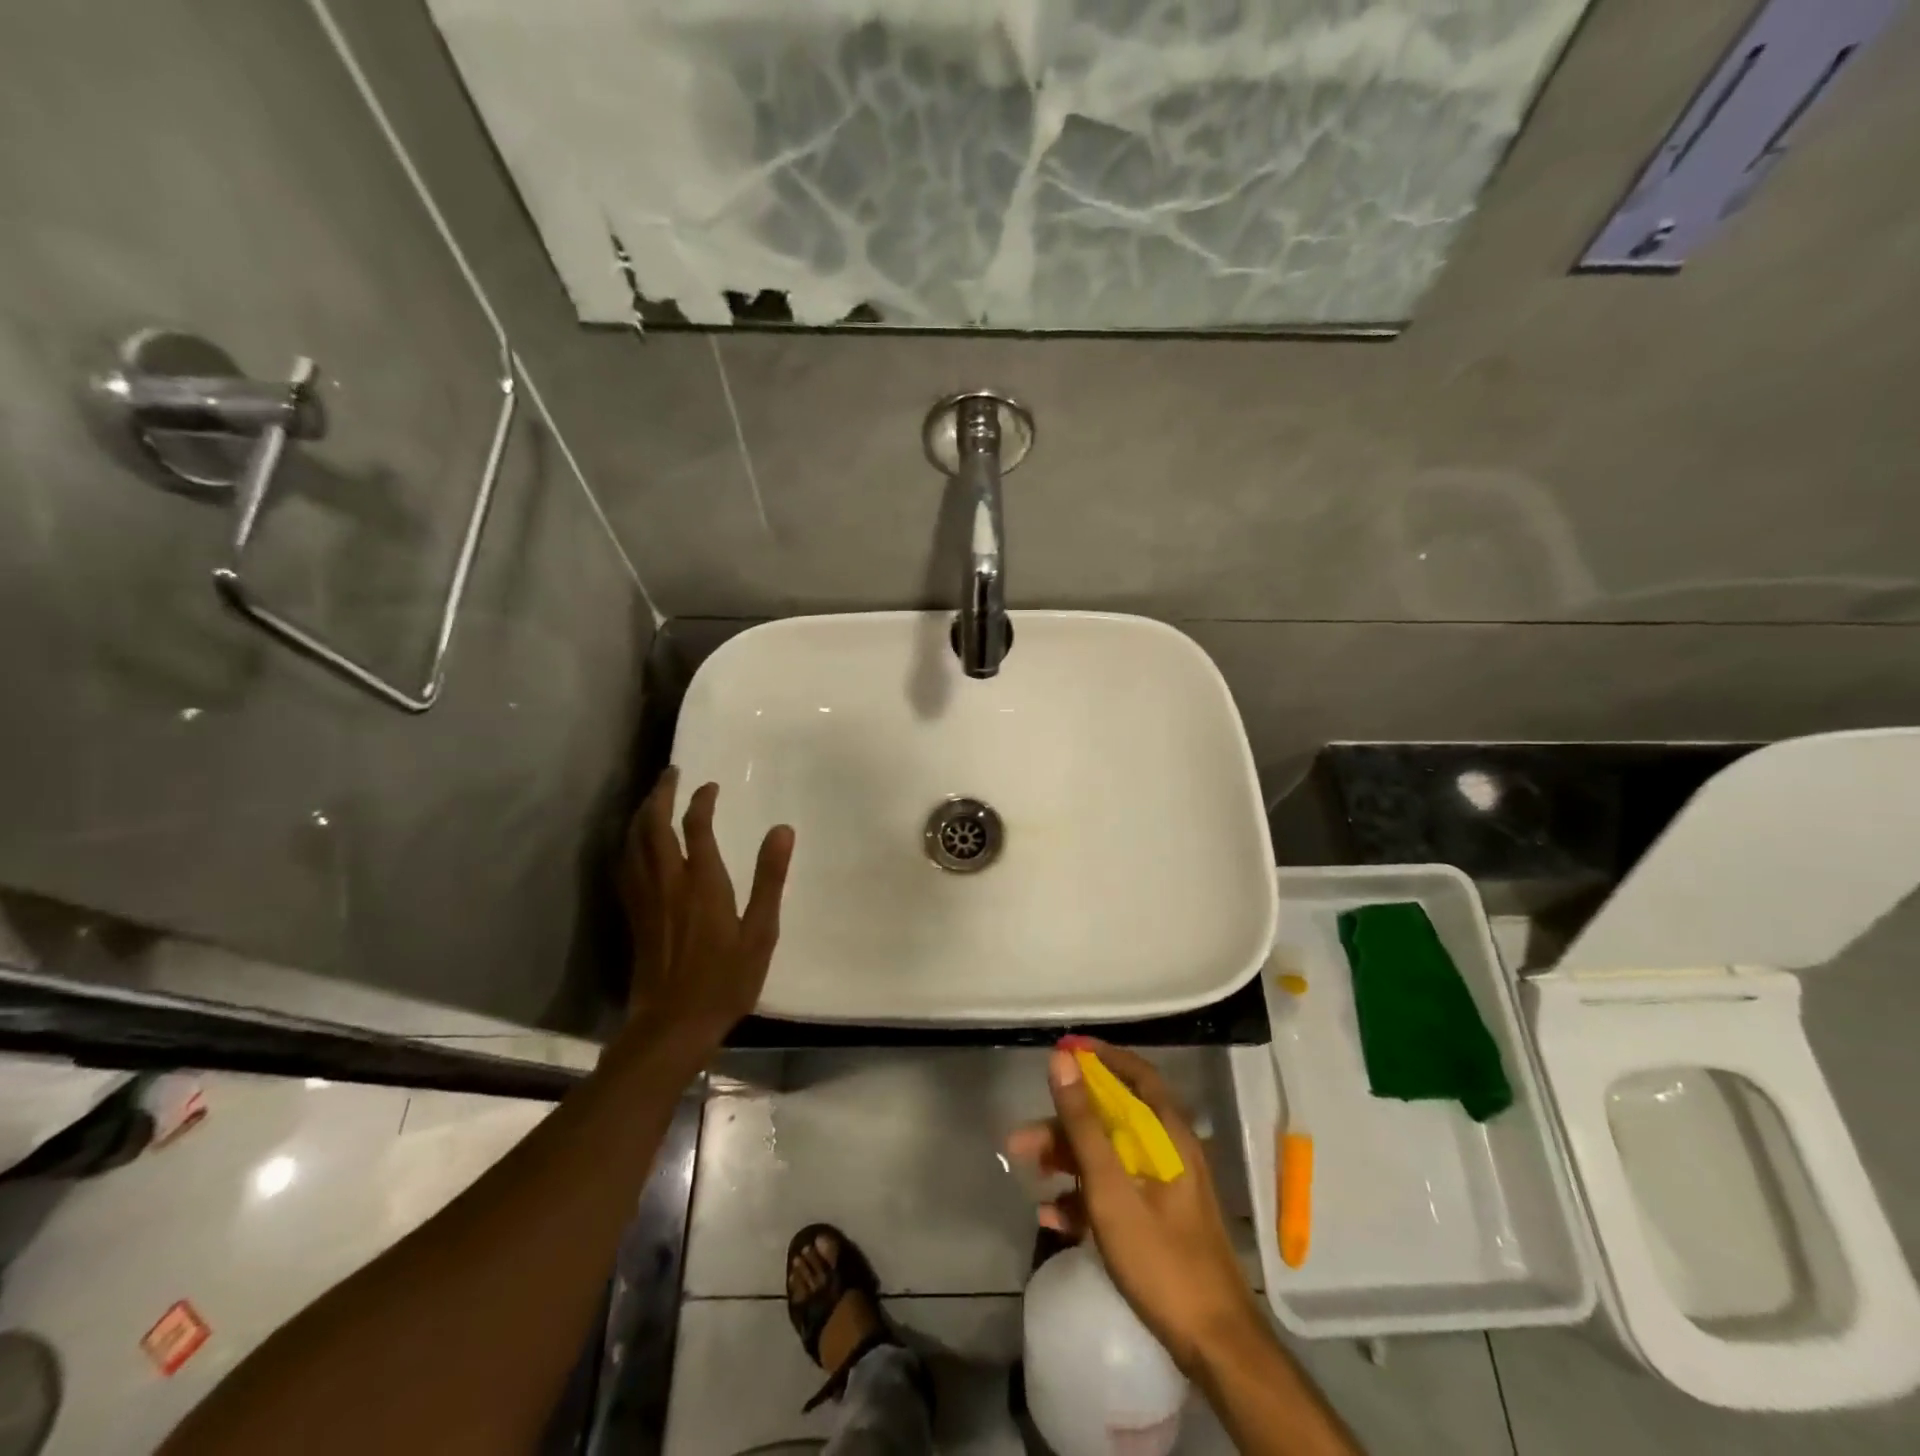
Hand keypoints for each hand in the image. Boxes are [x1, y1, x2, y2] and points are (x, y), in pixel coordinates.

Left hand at [618, 767, 794, 1048]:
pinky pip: (625, 866)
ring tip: (652, 799)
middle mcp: (667, 882)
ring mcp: (645, 898)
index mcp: (702, 882)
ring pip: (633, 843)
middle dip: (661, 795)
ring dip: (641, 814)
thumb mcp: (761, 931)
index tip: (710, 786)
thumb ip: (770, 879)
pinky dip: (629, 843)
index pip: (696, 826)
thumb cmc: (726, 979)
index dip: (701, 801)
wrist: (673, 1024)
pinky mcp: (634, 915)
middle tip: (671, 773)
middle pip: (654, 826)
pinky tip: (635, 845)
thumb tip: (783, 830)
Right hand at [1007, 1042, 1261, 1374]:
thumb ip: (1084, 1124)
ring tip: (1028, 1173)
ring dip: (1067, 1160)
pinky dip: (1083, 1197)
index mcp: (1168, 1134)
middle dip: (1065, 1123)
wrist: (1215, 1348)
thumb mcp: (1112, 1188)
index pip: (1134, 1074)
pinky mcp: (1158, 1220)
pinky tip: (1052, 1216)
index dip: (1098, 1058)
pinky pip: (1115, 1192)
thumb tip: (1062, 1060)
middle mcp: (1169, 1151)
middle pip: (1112, 1118)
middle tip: (1023, 1137)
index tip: (1062, 1051)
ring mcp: (1165, 1187)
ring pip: (1109, 1156)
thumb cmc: (1162, 1259)